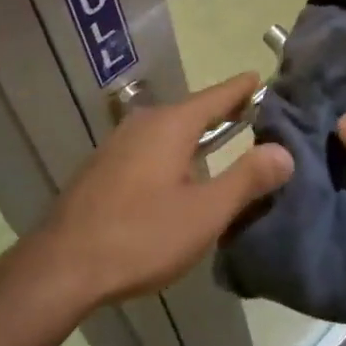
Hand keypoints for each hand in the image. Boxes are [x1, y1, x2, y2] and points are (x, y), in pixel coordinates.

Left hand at [40, 74, 293, 307]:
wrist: (62, 266)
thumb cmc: (141, 236)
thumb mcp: (205, 213)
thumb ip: (247, 179)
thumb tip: (283, 152)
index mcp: (170, 125)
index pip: (215, 96)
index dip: (240, 89)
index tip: (259, 78)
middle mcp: (143, 124)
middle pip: (190, 110)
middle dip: (219, 112)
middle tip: (248, 113)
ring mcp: (117, 144)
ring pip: (166, 130)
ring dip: (193, 134)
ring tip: (218, 142)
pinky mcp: (102, 168)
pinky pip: (148, 147)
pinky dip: (171, 150)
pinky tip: (176, 173)